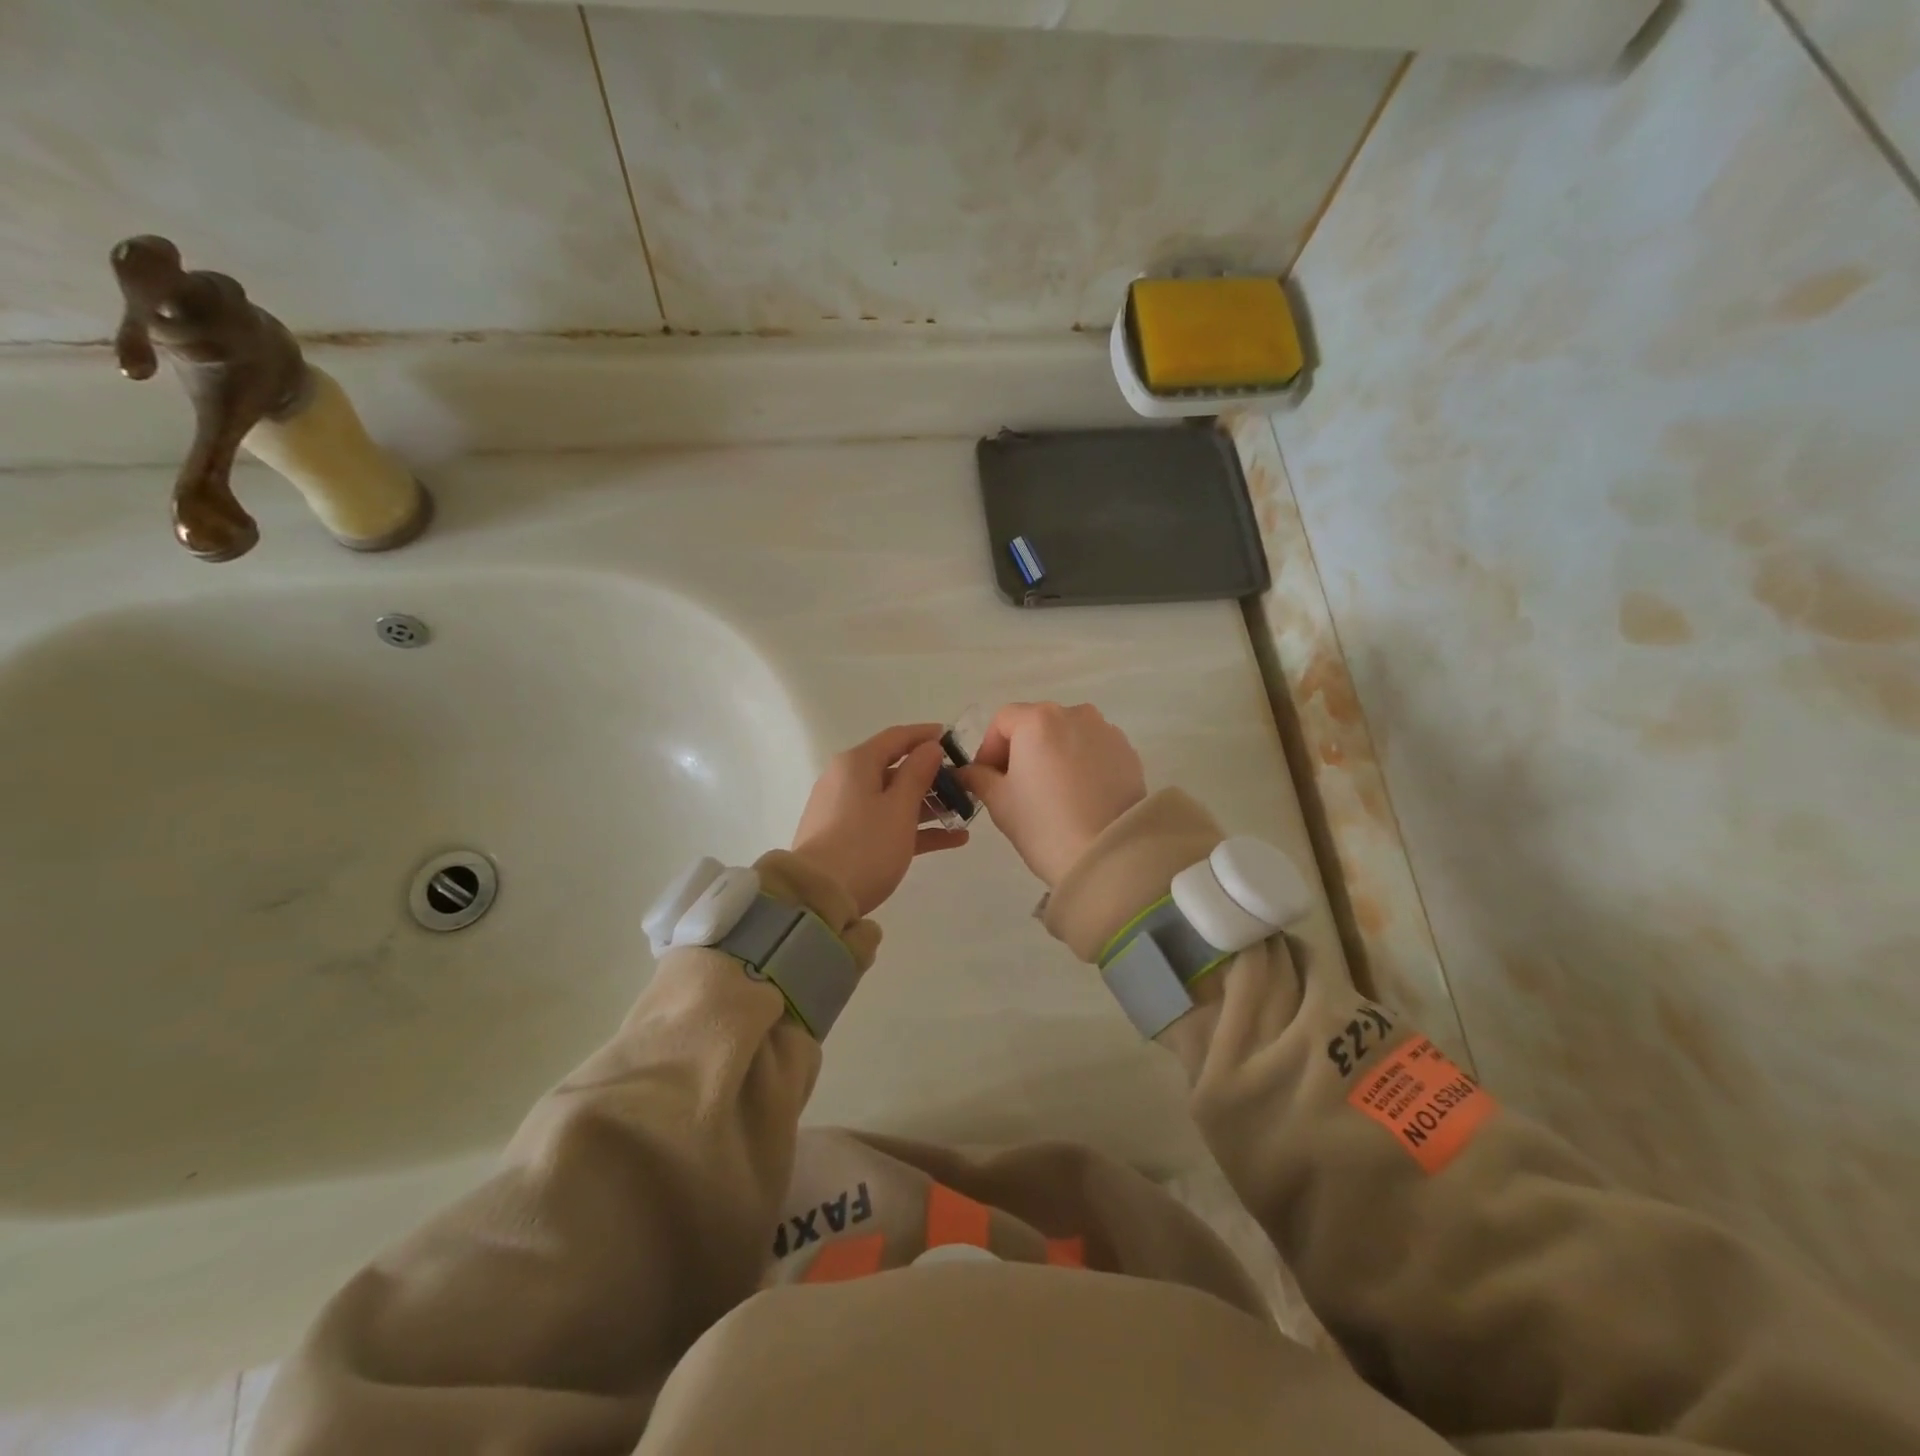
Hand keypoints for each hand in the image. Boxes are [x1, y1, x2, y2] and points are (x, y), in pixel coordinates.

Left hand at [791, 723, 969, 915]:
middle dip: (931, 775)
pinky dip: (914, 828)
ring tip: (962, 813)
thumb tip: (930, 747)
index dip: (925, 735)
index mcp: (856, 764)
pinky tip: (952, 839)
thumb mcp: (899, 807)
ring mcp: (844, 810)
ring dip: (927, 804)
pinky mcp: (845, 838)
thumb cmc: (866, 845)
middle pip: (894, 769)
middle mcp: (846, 780)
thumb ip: (918, 773)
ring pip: (891, 799)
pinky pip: (885, 823)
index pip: (896, 737)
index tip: (953, 738)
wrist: (819, 897)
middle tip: (963, 783)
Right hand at [957, 702, 1145, 888]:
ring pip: (1068, 735)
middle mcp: (1075, 714)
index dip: (989, 748)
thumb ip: (979, 777)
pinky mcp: (1128, 752)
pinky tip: (1080, 796)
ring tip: (1052, 792)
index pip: (1003, 720)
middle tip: (1017, 787)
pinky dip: (1081, 764)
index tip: (987, 778)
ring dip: (1054, 754)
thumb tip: (970, 771)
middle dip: (1022, 749)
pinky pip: (1094, 749)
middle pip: (1037, 723)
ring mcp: (1106, 731)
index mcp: (1038, 720)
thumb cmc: (1044, 825)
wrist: (1108, 855)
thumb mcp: (999, 802)